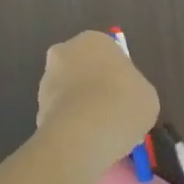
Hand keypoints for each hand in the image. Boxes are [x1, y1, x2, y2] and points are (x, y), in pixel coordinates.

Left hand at [35, 31, 159, 171]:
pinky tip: (86, 143)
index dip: (117, 75)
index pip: (107, 53)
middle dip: (93, 89)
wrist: (85, 132)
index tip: (125, 95)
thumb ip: (132, 90)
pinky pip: (60, 116)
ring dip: (80, 108)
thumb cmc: (124, 102)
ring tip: (100, 134)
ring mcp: (47, 80)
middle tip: (112, 113)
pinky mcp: (37, 108)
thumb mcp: (146, 94)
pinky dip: (71, 127)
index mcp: (93, 40)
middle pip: (82, 70)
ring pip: (68, 94)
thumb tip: (124, 100)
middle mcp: (64, 53)